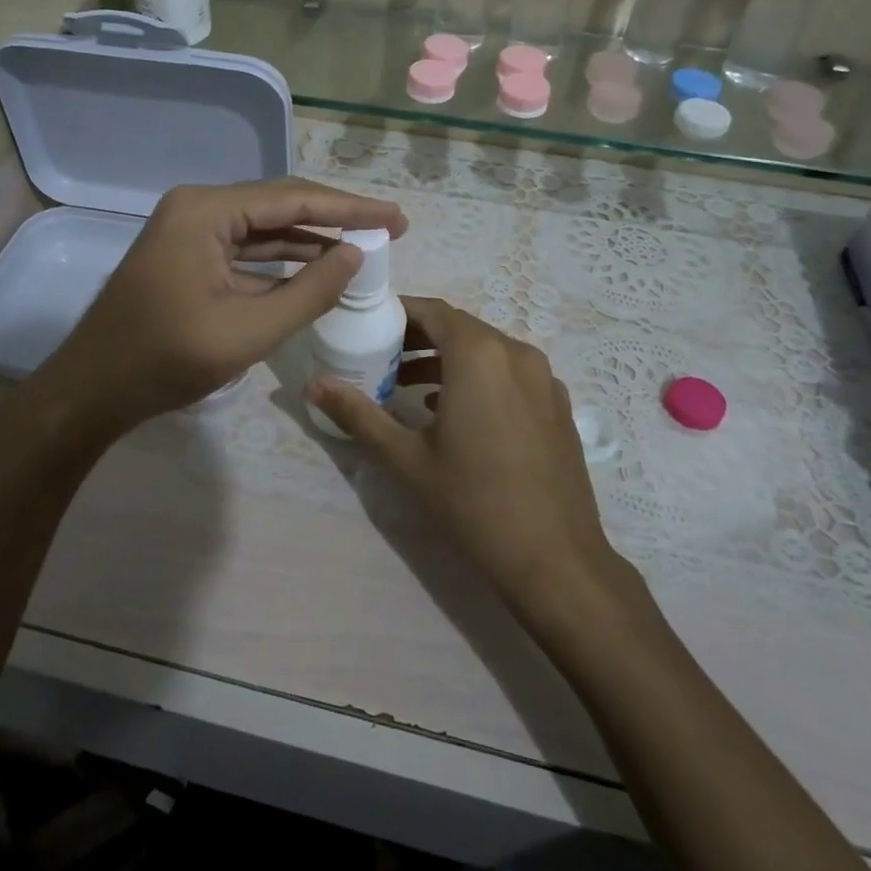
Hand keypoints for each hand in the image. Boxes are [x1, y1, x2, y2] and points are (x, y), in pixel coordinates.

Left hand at [38, 177, 406, 434]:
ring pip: (263, 229)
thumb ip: (309, 291)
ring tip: (362, 249)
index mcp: (205, 211)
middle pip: (279, 206)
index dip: (350, 209)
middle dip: (333, 220)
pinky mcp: (186, 257)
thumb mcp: (249, 330)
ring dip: (309, 241)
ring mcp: (188, 232)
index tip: (396, 218)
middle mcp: (196, 208)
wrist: (92, 391)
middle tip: (387, 230)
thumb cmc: (165, 359)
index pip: (292, 199)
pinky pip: (243, 251)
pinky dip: (280, 262)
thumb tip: (356, 257)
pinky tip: (315, 271)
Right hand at [307, 297, 619, 610]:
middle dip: (419, 337)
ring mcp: (545, 379)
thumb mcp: (406, 458)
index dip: (400, 312)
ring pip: (487, 351)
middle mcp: (517, 353)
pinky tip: (455, 412)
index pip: (433, 311)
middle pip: (460, 328)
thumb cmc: (473, 501)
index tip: (369, 323)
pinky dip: (479, 377)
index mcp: (480, 355)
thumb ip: (358, 414)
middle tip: (381, 357)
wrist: (555, 558)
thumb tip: (313, 385)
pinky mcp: (557, 405)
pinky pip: (510, 373)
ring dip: (447, 359)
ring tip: (407, 386)